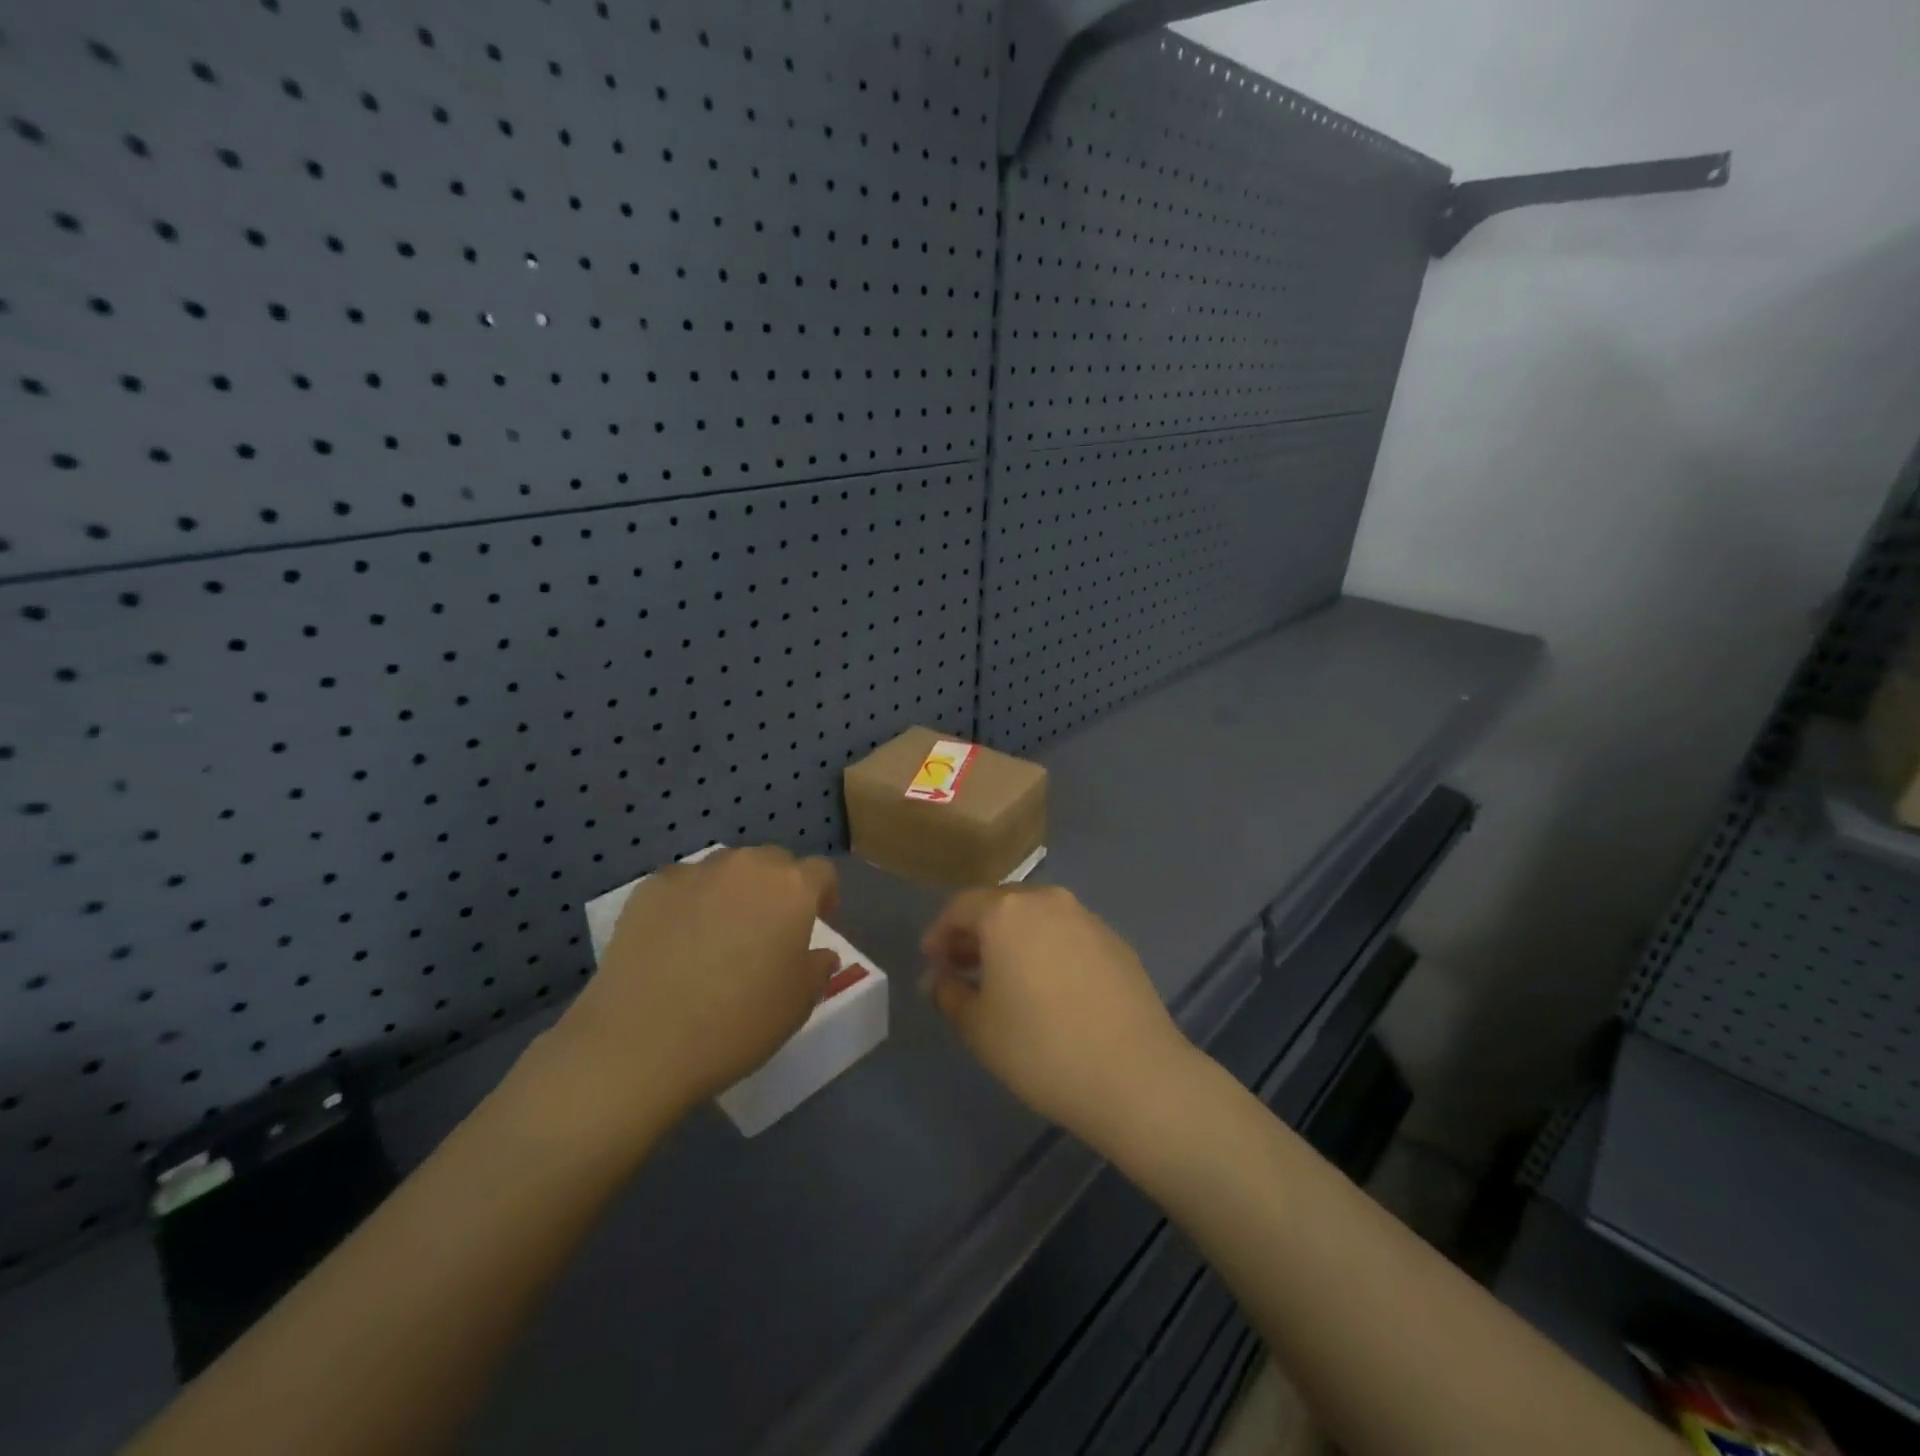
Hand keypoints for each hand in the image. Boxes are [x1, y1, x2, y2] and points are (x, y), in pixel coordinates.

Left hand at [551, 846, 839, 1121]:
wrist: (641, 1041)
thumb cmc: (737, 1022)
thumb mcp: (797, 1004)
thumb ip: (817, 969)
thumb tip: (819, 954)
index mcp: (792, 888)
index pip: (820, 872)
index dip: (823, 895)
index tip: (817, 923)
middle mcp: (746, 867)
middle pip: (773, 862)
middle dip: (778, 888)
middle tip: (769, 929)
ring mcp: (694, 873)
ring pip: (726, 869)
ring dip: (733, 890)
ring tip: (719, 933)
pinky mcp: (650, 888)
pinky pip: (682, 885)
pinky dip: (688, 903)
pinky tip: (676, 940)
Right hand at [922, 886, 1195, 1148]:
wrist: (1134, 1075)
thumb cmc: (1040, 1048)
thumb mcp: (978, 1027)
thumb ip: (949, 993)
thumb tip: (939, 978)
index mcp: (1007, 912)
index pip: (960, 907)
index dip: (939, 933)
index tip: (932, 963)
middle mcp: (1047, 901)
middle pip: (1000, 905)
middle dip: (976, 933)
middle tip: (962, 968)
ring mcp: (1086, 918)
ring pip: (1036, 917)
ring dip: (1013, 939)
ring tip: (1004, 979)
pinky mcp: (1115, 941)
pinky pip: (1067, 934)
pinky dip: (1047, 949)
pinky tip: (1049, 988)